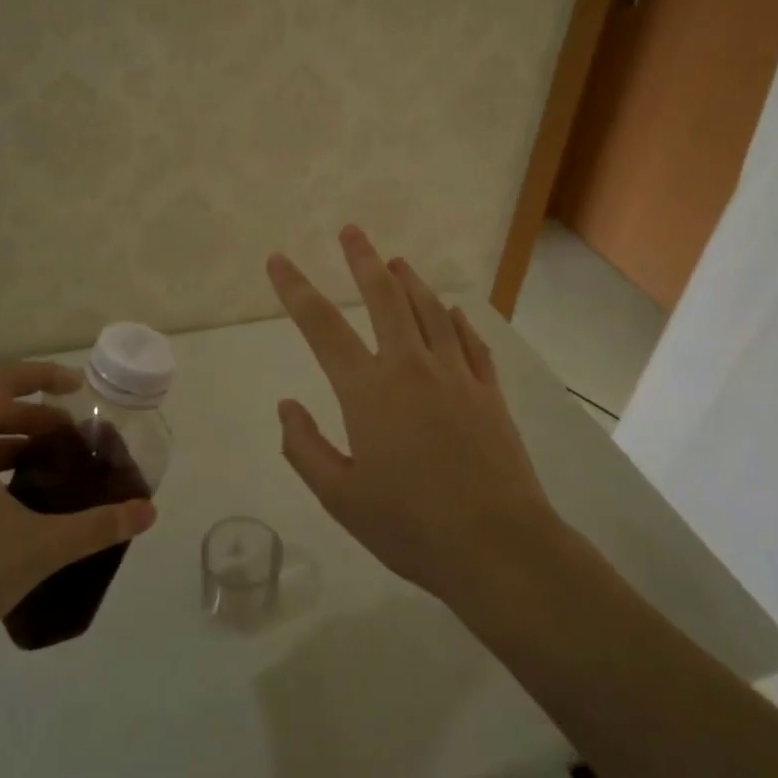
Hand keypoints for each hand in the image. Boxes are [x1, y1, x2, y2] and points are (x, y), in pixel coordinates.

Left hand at [0, 361, 156, 699]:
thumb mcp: (37, 549)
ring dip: (12, 442)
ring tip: (49, 468)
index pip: (0, 381)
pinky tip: (14, 506)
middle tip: (73, 439)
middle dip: (34, 415)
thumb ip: (97, 525)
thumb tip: (148, 511)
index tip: (79, 390)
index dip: (43, 375)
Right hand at [266, 225, 563, 606]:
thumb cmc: (410, 526)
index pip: (322, 327)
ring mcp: (456, 374)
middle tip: (351, 231)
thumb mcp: (341, 497)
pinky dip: (455, 320)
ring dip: (410, 281)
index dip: (296, 289)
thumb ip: (305, 447)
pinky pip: (469, 341)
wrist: (497, 545)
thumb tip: (286, 405)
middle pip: (384, 298)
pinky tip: (451, 311)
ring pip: (429, 310)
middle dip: (362, 261)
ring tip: (395, 261)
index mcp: (369, 391)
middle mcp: (411, 367)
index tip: (279, 260)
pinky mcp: (488, 391)